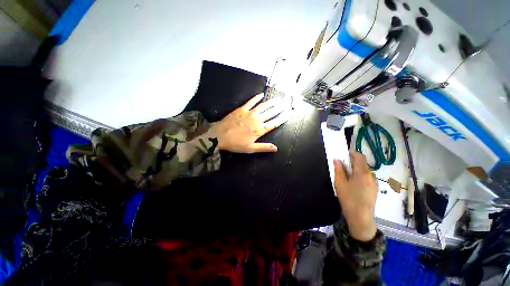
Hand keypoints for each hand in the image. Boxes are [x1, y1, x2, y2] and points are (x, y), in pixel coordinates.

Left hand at [212, 93, 286, 153]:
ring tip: (277, 100)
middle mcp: (256, 120)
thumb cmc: (235, 144)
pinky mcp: (241, 109)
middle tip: (285, 105)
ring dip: (271, 103)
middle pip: (270, 113)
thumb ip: (264, 147)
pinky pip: (251, 102)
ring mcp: (249, 113)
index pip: (273, 123)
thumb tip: (276, 148)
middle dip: (279, 109)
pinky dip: (256, 98)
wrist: (219, 136)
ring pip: (263, 106)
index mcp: (259, 130)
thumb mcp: (250, 148)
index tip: (288, 114)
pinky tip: (261, 94)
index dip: (282, 118)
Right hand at [333, 152, 377, 241]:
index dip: (352, 153)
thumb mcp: (340, 183)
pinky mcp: (374, 189)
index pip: (360, 157)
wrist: (361, 218)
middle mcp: (371, 176)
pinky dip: (359, 177)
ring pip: (364, 172)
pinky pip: (366, 178)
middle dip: (352, 163)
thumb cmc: (348, 199)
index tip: (343, 155)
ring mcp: (374, 183)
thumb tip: (336, 160)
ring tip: (346, 178)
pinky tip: (353, 186)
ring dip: (355, 171)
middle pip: (362, 164)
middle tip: (341, 168)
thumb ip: (338, 170)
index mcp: (362, 173)